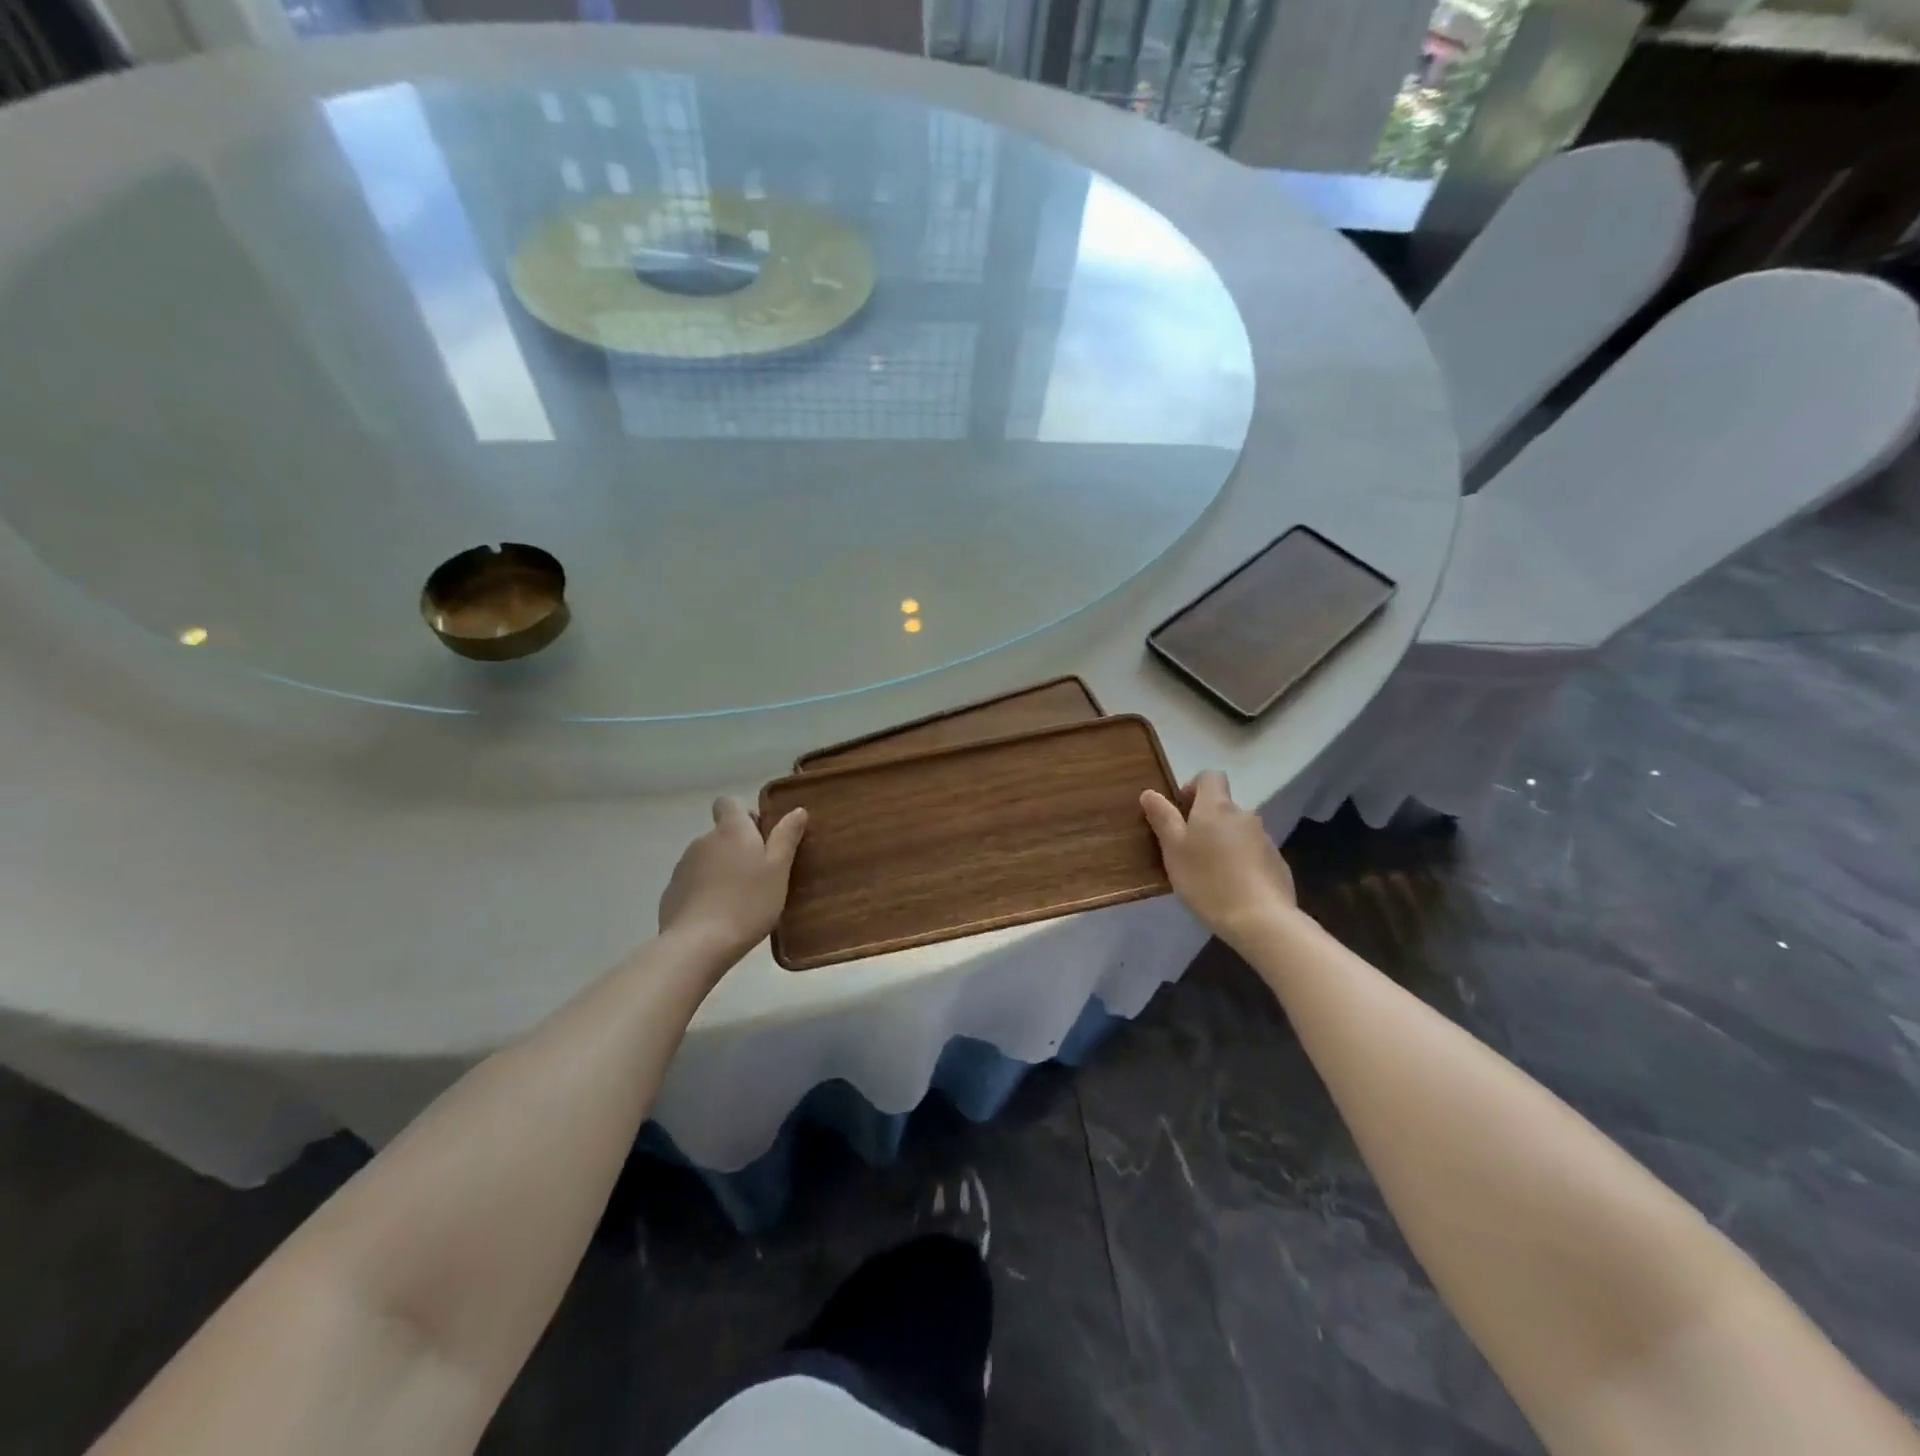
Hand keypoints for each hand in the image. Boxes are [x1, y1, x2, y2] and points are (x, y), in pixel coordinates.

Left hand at [658, 798, 807, 961]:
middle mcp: (703, 840)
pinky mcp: (671, 892)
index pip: (728, 804)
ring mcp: (683, 866)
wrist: (698, 944)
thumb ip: (786, 838)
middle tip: (759, 876)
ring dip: (721, 871)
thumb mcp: (778, 870)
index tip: (759, 837)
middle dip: (737, 848)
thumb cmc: (749, 902)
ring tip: (739, 900)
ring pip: (707, 860)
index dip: (743, 816)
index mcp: (731, 830)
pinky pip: (693, 883)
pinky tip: (717, 916)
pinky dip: (705, 892)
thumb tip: (797, 810)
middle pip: (721, 834)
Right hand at [1141, 769, 1296, 944]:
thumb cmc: (1207, 880)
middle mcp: (1244, 814)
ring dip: (1224, 842)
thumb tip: (1150, 792)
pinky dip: (1241, 861)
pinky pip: (1253, 852)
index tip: (1181, 810)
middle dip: (1206, 821)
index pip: (1210, 776)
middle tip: (1189, 850)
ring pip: (1238, 831)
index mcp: (1216, 807)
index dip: (1194, 786)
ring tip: (1210, 873)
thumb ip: (1162, 818)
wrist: (1260, 919)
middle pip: (1223, 806)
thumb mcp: (1173, 850)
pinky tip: (1232, 887)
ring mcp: (1265, 838)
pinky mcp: (1277, 862)